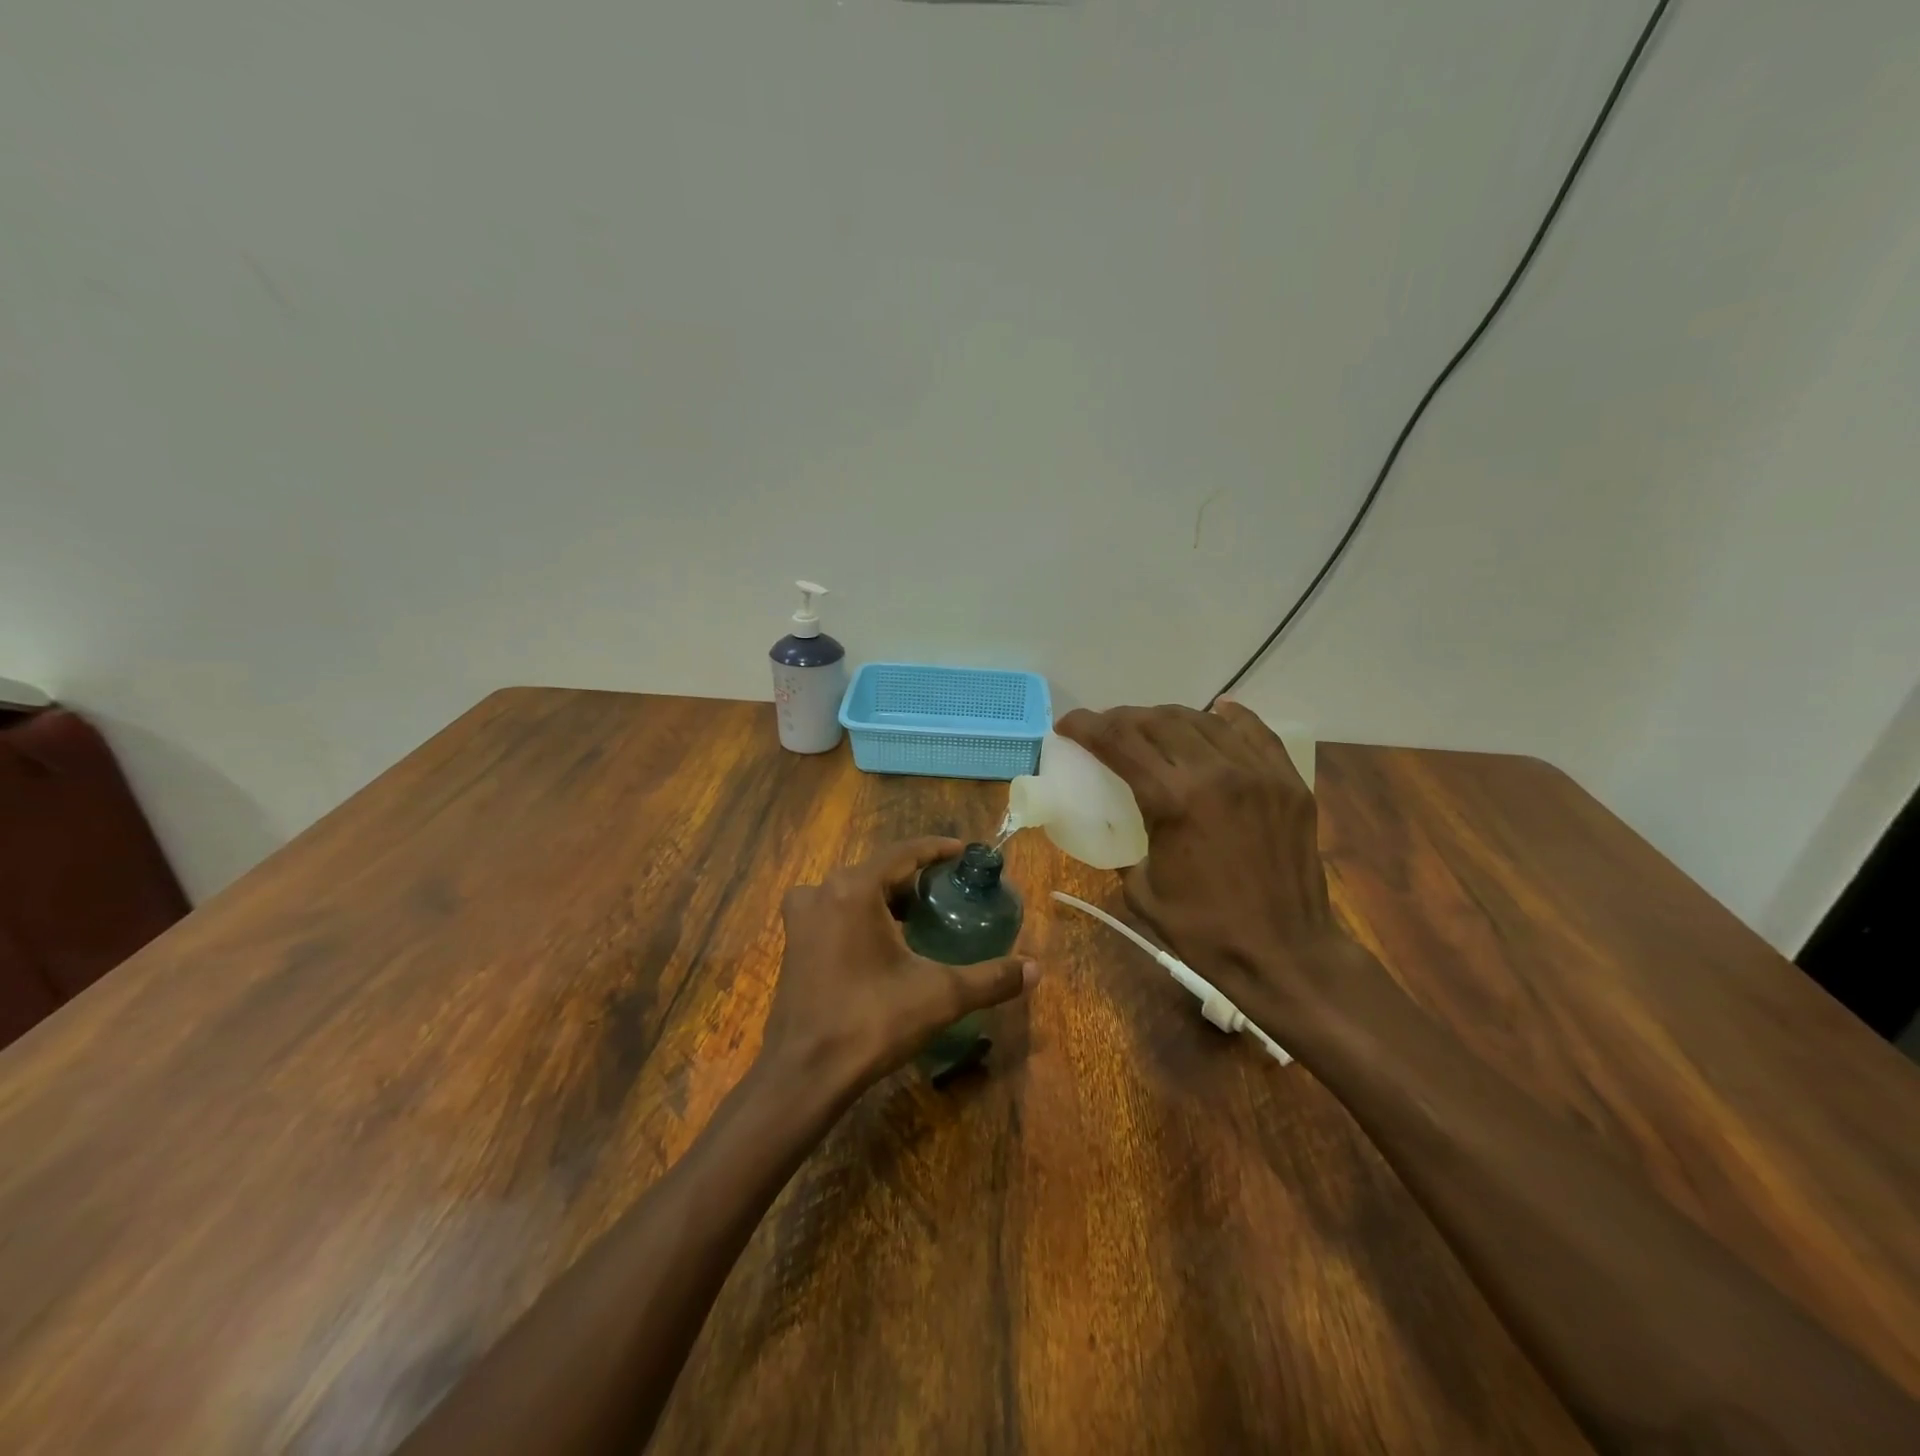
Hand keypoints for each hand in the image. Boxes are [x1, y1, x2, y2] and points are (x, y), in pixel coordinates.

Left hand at [762, 838, 1037, 1093]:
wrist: (805, 1073)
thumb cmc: (872, 1022)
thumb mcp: (940, 996)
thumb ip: (991, 978)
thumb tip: (1036, 969)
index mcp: (854, 888)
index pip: (904, 852)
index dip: (937, 849)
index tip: (964, 852)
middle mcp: (823, 891)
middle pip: (878, 870)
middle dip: (914, 876)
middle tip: (949, 889)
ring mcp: (803, 917)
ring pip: (855, 890)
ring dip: (887, 896)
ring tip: (921, 912)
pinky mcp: (794, 942)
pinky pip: (835, 911)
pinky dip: (862, 913)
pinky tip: (884, 940)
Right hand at [1055, 703, 1365, 1028]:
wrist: (1284, 954)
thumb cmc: (1204, 931)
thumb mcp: (1141, 890)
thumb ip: (1127, 846)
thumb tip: (1125, 828)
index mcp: (1174, 800)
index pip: (1119, 741)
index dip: (1086, 726)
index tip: (1067, 724)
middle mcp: (1216, 773)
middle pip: (1158, 721)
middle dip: (1122, 718)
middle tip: (1106, 729)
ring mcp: (1258, 773)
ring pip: (1204, 720)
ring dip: (1168, 717)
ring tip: (1152, 727)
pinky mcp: (1287, 783)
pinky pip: (1255, 733)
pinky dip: (1229, 718)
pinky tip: (1216, 712)